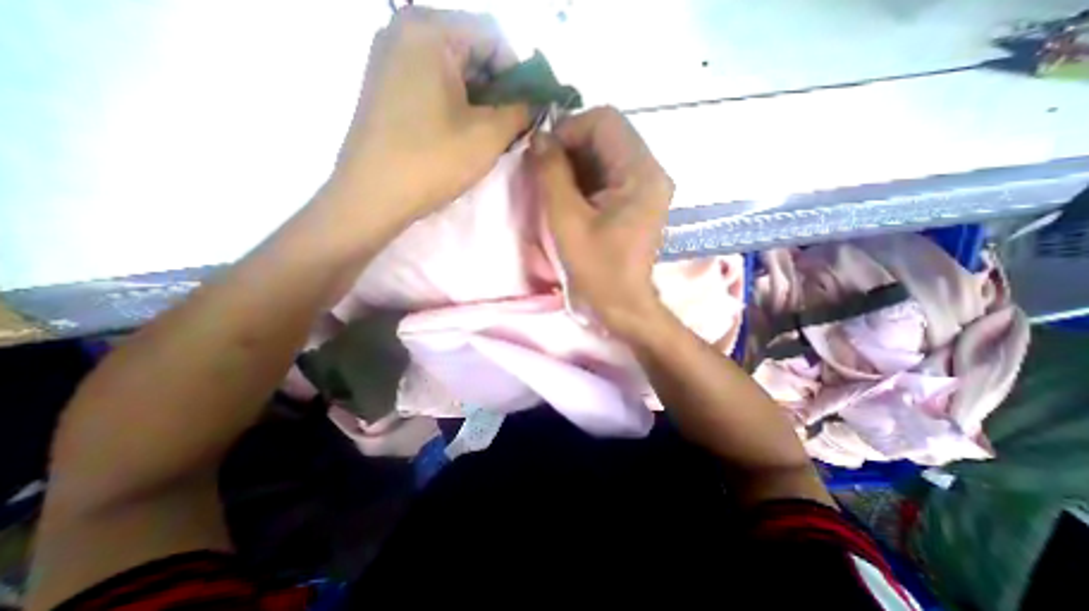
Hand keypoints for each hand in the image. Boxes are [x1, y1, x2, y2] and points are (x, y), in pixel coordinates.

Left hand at [333, 5, 535, 227]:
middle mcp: (404, 31)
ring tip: (488, 136)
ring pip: (453, 71)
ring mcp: (390, 59)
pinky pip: (432, 85)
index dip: (519, 75)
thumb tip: (533, 104)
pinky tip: (463, 135)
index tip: (528, 111)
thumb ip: (520, 112)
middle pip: (471, 50)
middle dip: (498, 90)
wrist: (373, 196)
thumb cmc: (433, 160)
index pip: (494, 37)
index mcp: (429, 30)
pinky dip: (456, 106)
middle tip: (510, 128)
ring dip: (479, 101)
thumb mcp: (488, 136)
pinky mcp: (385, 87)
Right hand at [528, 106, 673, 340]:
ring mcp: (646, 188)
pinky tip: (569, 198)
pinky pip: (609, 175)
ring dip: (575, 164)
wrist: (620, 307)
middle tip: (545, 172)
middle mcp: (651, 173)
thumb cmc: (595, 269)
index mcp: (641, 174)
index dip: (569, 130)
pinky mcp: (637, 202)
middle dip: (570, 147)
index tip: (544, 155)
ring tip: (553, 187)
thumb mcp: (566, 220)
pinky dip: (585, 179)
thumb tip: (540, 137)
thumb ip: (551, 173)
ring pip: (606, 154)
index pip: (605, 121)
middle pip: (607, 135)